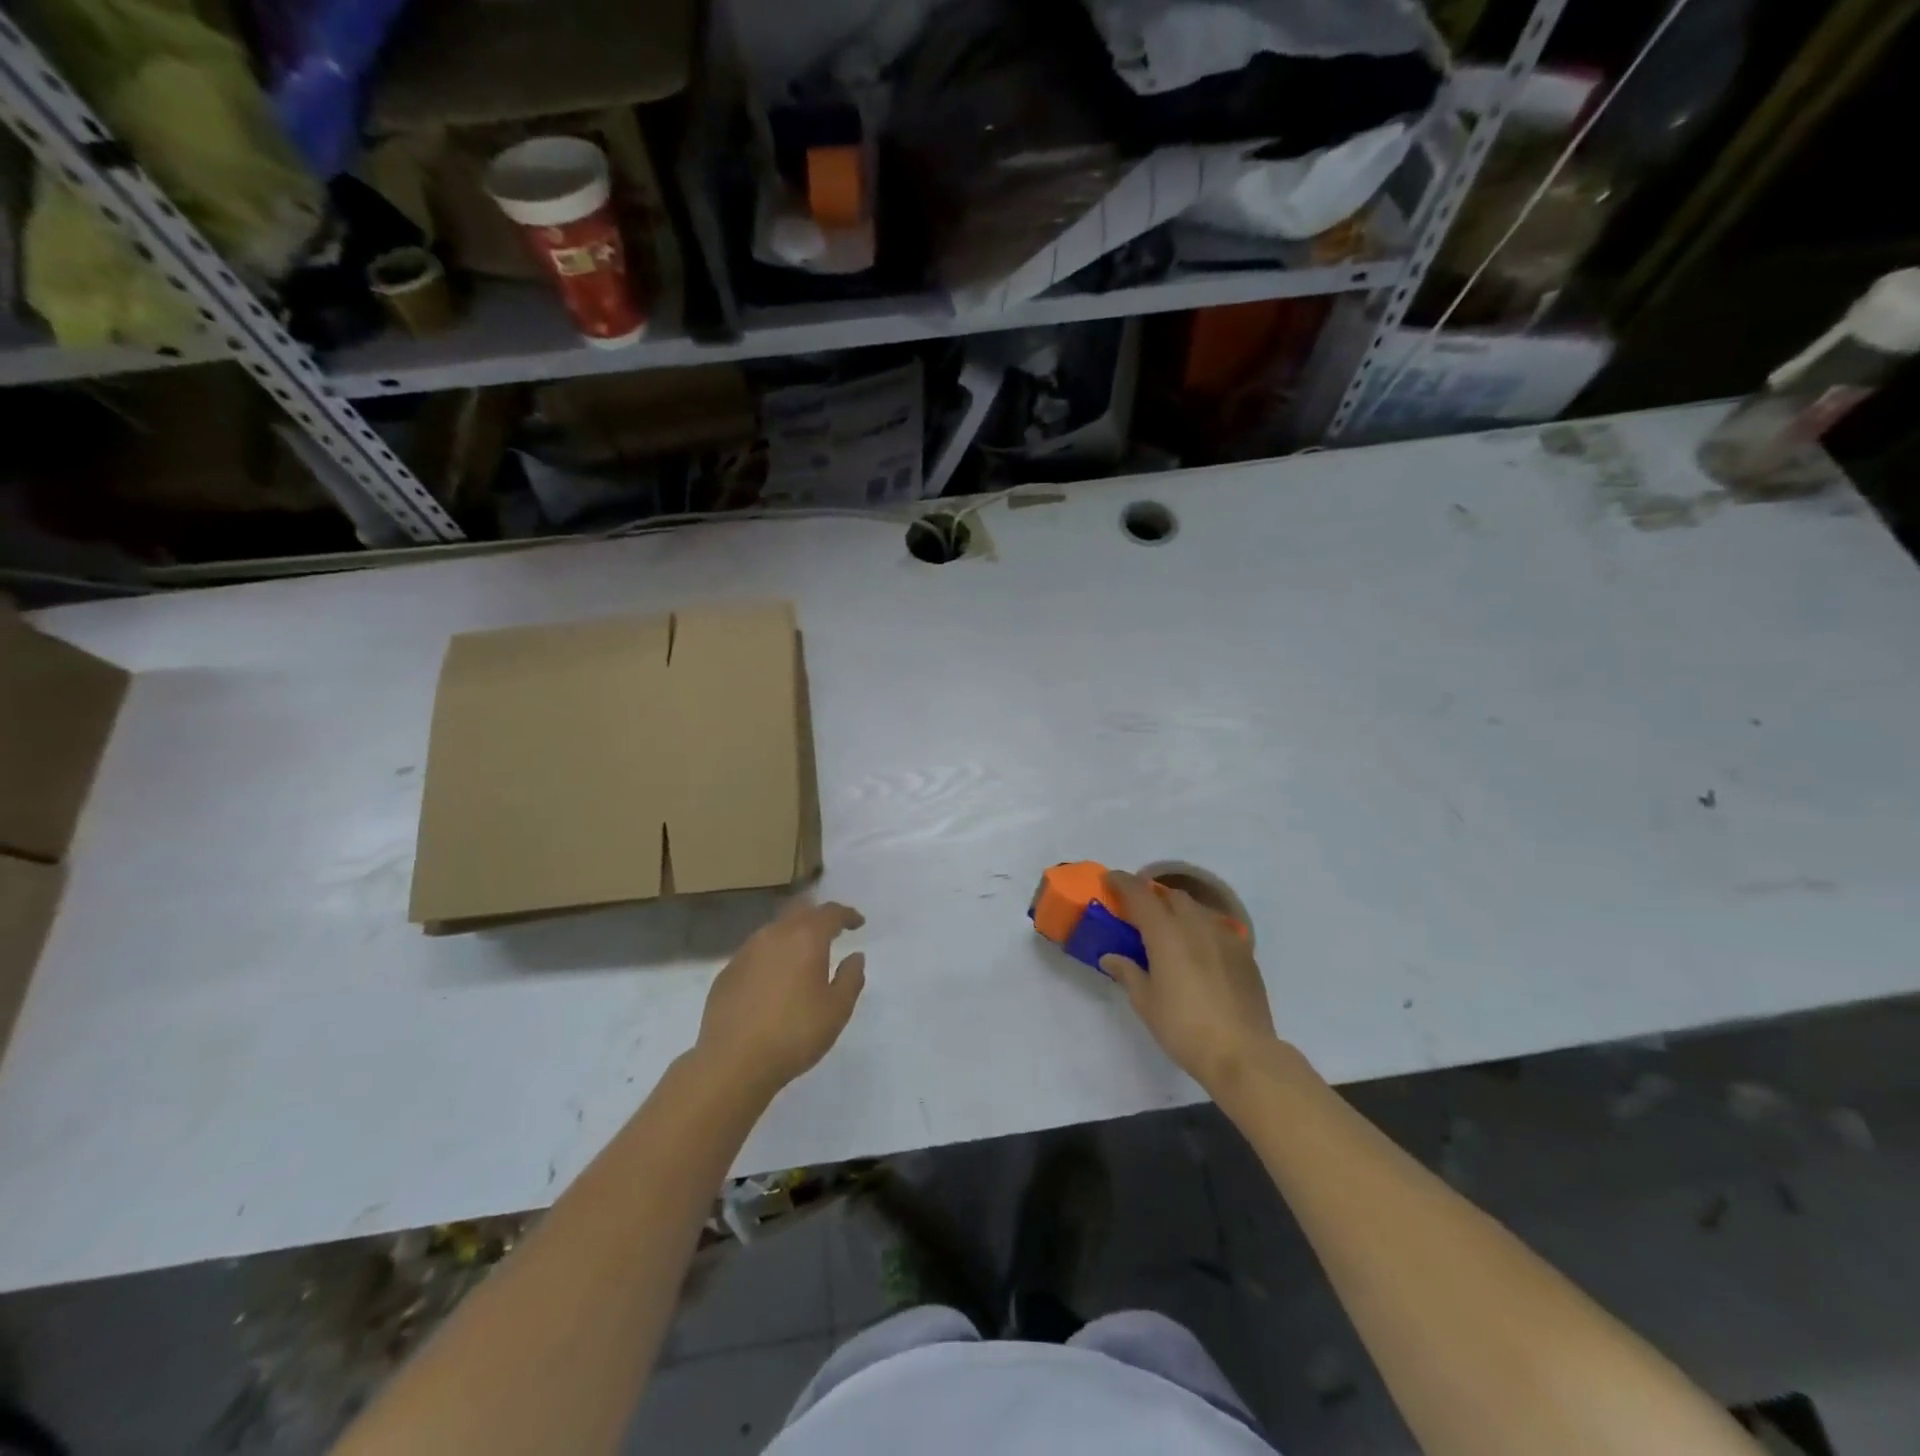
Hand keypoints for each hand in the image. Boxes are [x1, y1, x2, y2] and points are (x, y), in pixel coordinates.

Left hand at [695, 900, 866, 1095]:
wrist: (732, 1063)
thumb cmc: (794, 1034)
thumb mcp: (837, 1010)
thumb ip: (851, 978)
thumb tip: (855, 957)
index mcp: (805, 938)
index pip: (830, 913)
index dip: (847, 915)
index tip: (858, 923)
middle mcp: (774, 935)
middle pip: (800, 912)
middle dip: (818, 917)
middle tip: (831, 931)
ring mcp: (746, 952)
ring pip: (775, 930)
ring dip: (792, 935)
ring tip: (803, 954)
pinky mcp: (727, 972)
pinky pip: (756, 952)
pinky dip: (771, 956)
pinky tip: (774, 978)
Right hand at [1099, 871, 1278, 1094]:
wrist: (1242, 1053)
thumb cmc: (1184, 1027)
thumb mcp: (1146, 1002)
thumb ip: (1128, 973)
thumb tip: (1111, 957)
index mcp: (1165, 932)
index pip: (1140, 894)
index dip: (1122, 882)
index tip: (1109, 880)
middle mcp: (1195, 925)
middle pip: (1171, 896)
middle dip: (1153, 897)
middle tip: (1139, 913)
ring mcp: (1224, 936)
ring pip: (1198, 909)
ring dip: (1179, 911)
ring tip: (1170, 931)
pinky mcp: (1245, 953)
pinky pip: (1218, 928)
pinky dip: (1202, 929)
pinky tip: (1200, 951)